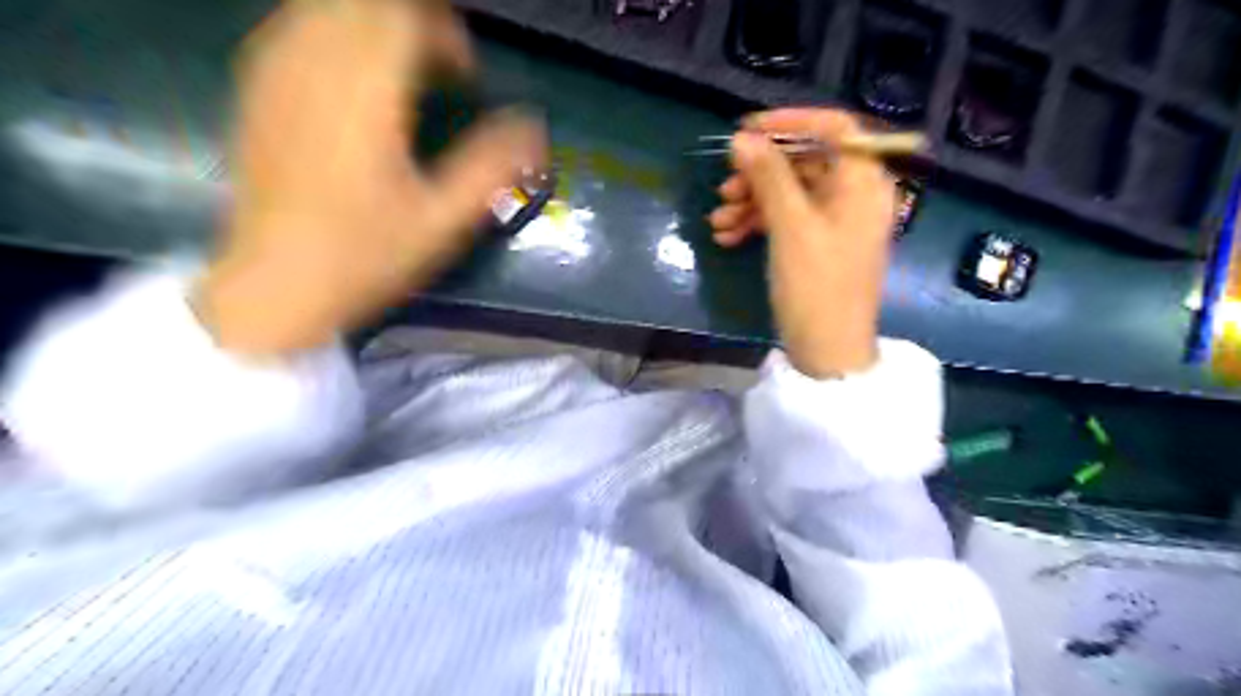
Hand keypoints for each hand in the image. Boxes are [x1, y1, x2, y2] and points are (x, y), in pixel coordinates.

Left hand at [193, 1, 542, 354]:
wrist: (276, 284)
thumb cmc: (366, 256)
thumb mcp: (443, 221)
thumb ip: (491, 167)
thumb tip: (536, 129)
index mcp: (365, 98)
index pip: (405, 19)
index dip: (447, 36)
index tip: (467, 78)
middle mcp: (316, 68)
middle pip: (367, 3)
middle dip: (414, 21)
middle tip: (443, 66)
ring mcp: (277, 73)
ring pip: (327, 7)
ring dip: (374, 22)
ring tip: (404, 66)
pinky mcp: (256, 88)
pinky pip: (296, 26)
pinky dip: (335, 32)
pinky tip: (355, 74)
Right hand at [713, 109, 897, 380]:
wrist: (828, 351)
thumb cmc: (817, 286)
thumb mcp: (791, 227)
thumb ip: (769, 177)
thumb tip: (743, 138)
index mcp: (862, 182)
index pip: (833, 127)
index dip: (789, 122)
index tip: (747, 130)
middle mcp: (854, 194)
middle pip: (805, 162)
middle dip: (760, 174)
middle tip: (725, 188)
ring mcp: (837, 221)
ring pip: (790, 193)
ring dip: (752, 202)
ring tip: (718, 221)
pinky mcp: (819, 244)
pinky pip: (788, 219)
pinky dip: (759, 223)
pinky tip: (727, 237)